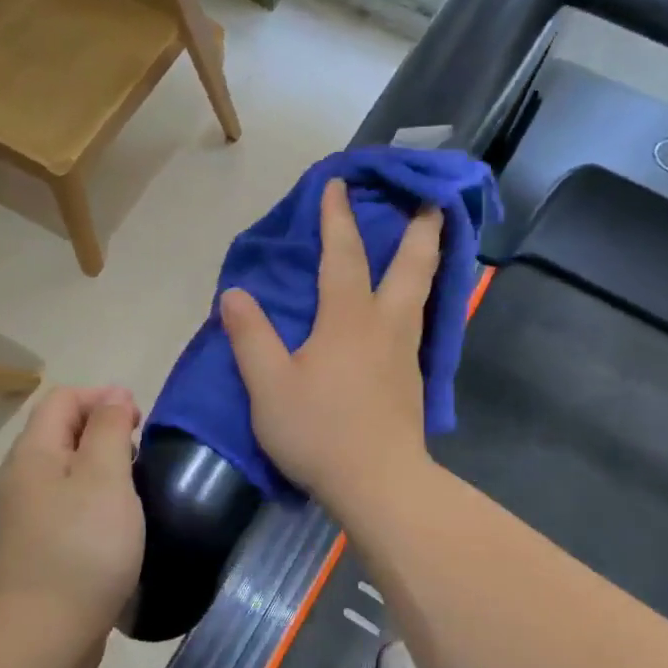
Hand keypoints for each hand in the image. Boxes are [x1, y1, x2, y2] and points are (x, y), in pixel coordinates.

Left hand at [0, 386, 144, 648]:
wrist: (42, 636)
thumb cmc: (82, 548)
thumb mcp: (105, 477)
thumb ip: (109, 429)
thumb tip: (113, 394)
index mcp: (33, 453)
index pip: (64, 399)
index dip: (103, 400)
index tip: (140, 425)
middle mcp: (20, 478)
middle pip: (62, 433)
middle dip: (104, 434)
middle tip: (141, 460)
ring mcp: (23, 516)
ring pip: (65, 472)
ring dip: (101, 471)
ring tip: (134, 492)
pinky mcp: (34, 548)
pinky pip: (65, 507)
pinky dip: (92, 504)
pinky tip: (115, 529)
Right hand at [220, 178, 442, 512]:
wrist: (379, 483)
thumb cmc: (320, 431)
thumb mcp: (269, 386)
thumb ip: (251, 336)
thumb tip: (235, 294)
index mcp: (348, 319)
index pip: (343, 255)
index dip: (338, 217)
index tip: (339, 183)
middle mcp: (386, 325)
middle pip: (413, 265)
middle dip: (421, 228)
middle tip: (432, 200)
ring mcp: (407, 353)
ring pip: (423, 293)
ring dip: (426, 260)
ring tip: (428, 242)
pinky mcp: (414, 380)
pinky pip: (420, 321)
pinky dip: (419, 296)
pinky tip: (411, 308)